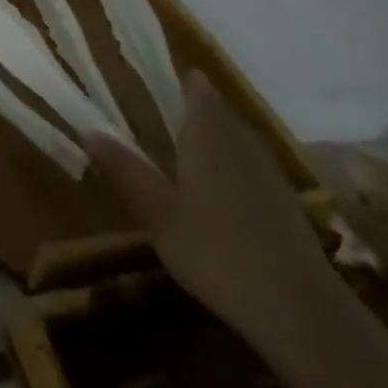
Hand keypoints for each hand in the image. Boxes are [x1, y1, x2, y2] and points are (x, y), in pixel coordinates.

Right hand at [86, 73, 337, 370]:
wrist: (299, 308)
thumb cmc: (215, 251)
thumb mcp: (158, 213)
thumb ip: (126, 170)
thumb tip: (89, 131)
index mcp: (208, 134)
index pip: (197, 90)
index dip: (181, 80)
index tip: (158, 78)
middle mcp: (241, 142)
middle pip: (219, 111)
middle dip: (194, 108)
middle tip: (161, 113)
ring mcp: (269, 171)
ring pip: (238, 138)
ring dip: (214, 135)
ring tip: (185, 147)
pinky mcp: (286, 201)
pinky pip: (252, 164)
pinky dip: (232, 164)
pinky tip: (218, 190)